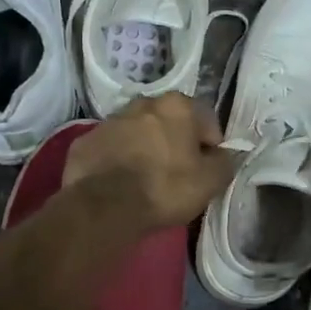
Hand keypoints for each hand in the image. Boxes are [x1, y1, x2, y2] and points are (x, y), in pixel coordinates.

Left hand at [64, 93, 234, 229]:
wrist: (104, 206)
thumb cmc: (165, 188)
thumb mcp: (211, 181)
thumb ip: (224, 162)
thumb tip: (222, 155)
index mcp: (177, 106)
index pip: (206, 121)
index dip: (210, 146)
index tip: (206, 170)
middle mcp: (143, 103)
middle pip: (169, 122)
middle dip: (175, 142)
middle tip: (176, 173)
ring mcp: (110, 120)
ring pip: (137, 132)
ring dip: (144, 147)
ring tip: (145, 179)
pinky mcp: (85, 140)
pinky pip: (111, 147)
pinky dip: (117, 159)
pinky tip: (119, 183)